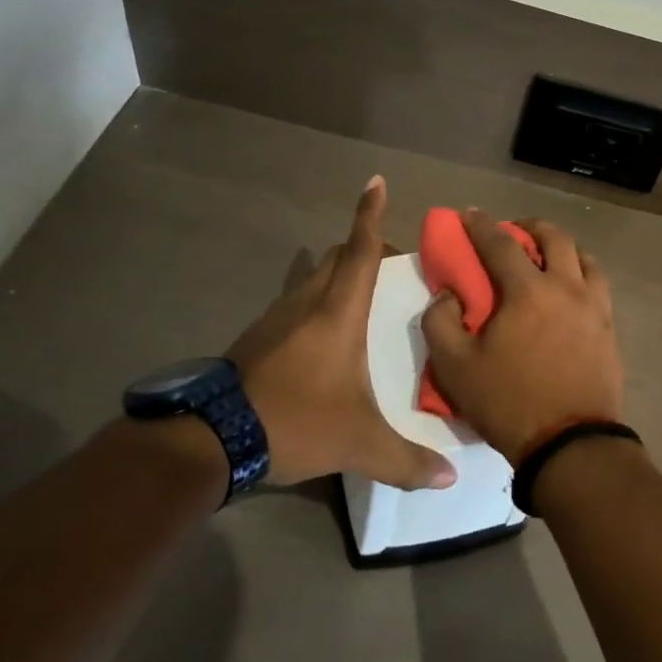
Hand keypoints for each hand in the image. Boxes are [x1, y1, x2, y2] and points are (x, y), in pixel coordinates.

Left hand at [228, 177, 455, 490]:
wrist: (211, 439)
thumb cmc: (295, 420)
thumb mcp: (358, 443)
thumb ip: (406, 460)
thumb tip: (450, 479)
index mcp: (338, 312)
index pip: (360, 250)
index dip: (370, 214)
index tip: (376, 181)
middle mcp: (307, 302)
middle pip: (338, 256)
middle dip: (365, 249)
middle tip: (395, 267)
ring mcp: (277, 317)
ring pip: (314, 277)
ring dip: (340, 276)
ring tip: (366, 300)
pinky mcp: (258, 336)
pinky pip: (296, 301)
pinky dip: (317, 301)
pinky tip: (326, 335)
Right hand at [421, 210, 623, 464]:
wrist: (571, 444)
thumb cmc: (509, 403)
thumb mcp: (455, 367)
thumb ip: (440, 322)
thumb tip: (448, 294)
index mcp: (528, 291)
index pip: (501, 243)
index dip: (481, 225)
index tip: (468, 213)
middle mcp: (566, 287)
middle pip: (554, 237)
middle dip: (530, 226)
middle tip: (513, 231)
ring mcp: (594, 306)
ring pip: (584, 257)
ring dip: (562, 248)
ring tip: (547, 259)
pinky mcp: (609, 327)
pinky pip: (598, 284)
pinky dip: (582, 273)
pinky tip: (570, 290)